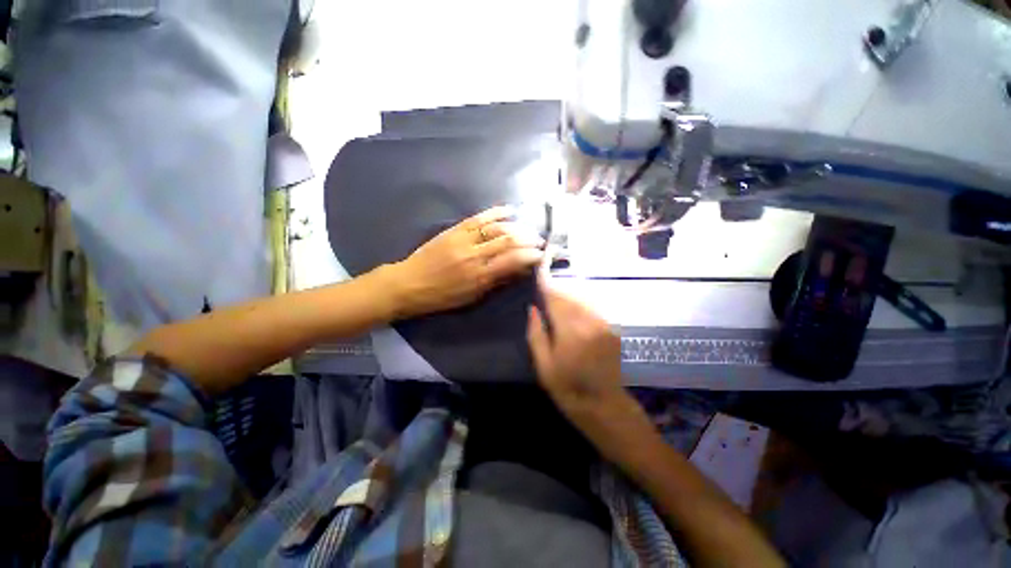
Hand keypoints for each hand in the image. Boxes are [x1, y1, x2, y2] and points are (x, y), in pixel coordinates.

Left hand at [388, 206, 543, 318]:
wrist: (409, 283)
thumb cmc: (442, 296)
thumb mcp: (472, 297)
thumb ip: (496, 282)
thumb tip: (519, 271)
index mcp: (479, 276)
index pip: (513, 261)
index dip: (531, 256)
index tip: (543, 254)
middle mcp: (475, 255)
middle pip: (508, 241)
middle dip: (529, 239)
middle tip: (540, 241)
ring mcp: (464, 239)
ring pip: (497, 228)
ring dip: (517, 227)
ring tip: (528, 229)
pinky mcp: (454, 230)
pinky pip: (478, 218)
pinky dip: (495, 212)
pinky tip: (509, 211)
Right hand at [527, 277, 627, 419]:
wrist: (606, 406)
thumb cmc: (569, 389)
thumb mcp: (544, 367)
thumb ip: (536, 334)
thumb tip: (532, 309)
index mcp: (570, 331)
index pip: (555, 299)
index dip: (546, 286)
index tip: (538, 276)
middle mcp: (589, 322)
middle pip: (570, 296)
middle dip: (556, 290)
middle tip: (545, 288)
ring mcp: (603, 325)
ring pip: (582, 300)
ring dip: (569, 296)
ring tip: (557, 298)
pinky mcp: (611, 329)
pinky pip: (592, 309)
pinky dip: (580, 305)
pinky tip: (573, 311)